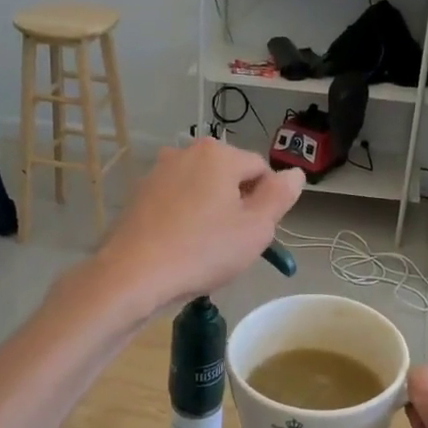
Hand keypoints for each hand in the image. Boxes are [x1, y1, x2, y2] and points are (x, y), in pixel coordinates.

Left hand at [94, 139, 303, 309]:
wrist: (133, 275)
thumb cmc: (202, 250)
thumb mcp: (256, 228)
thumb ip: (280, 196)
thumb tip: (294, 173)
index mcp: (218, 154)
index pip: (261, 170)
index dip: (266, 203)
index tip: (255, 233)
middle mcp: (185, 152)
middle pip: (229, 177)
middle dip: (236, 205)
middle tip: (232, 244)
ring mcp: (157, 172)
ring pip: (201, 190)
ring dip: (210, 213)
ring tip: (204, 249)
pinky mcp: (138, 195)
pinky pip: (175, 203)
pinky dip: (183, 219)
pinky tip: (179, 248)